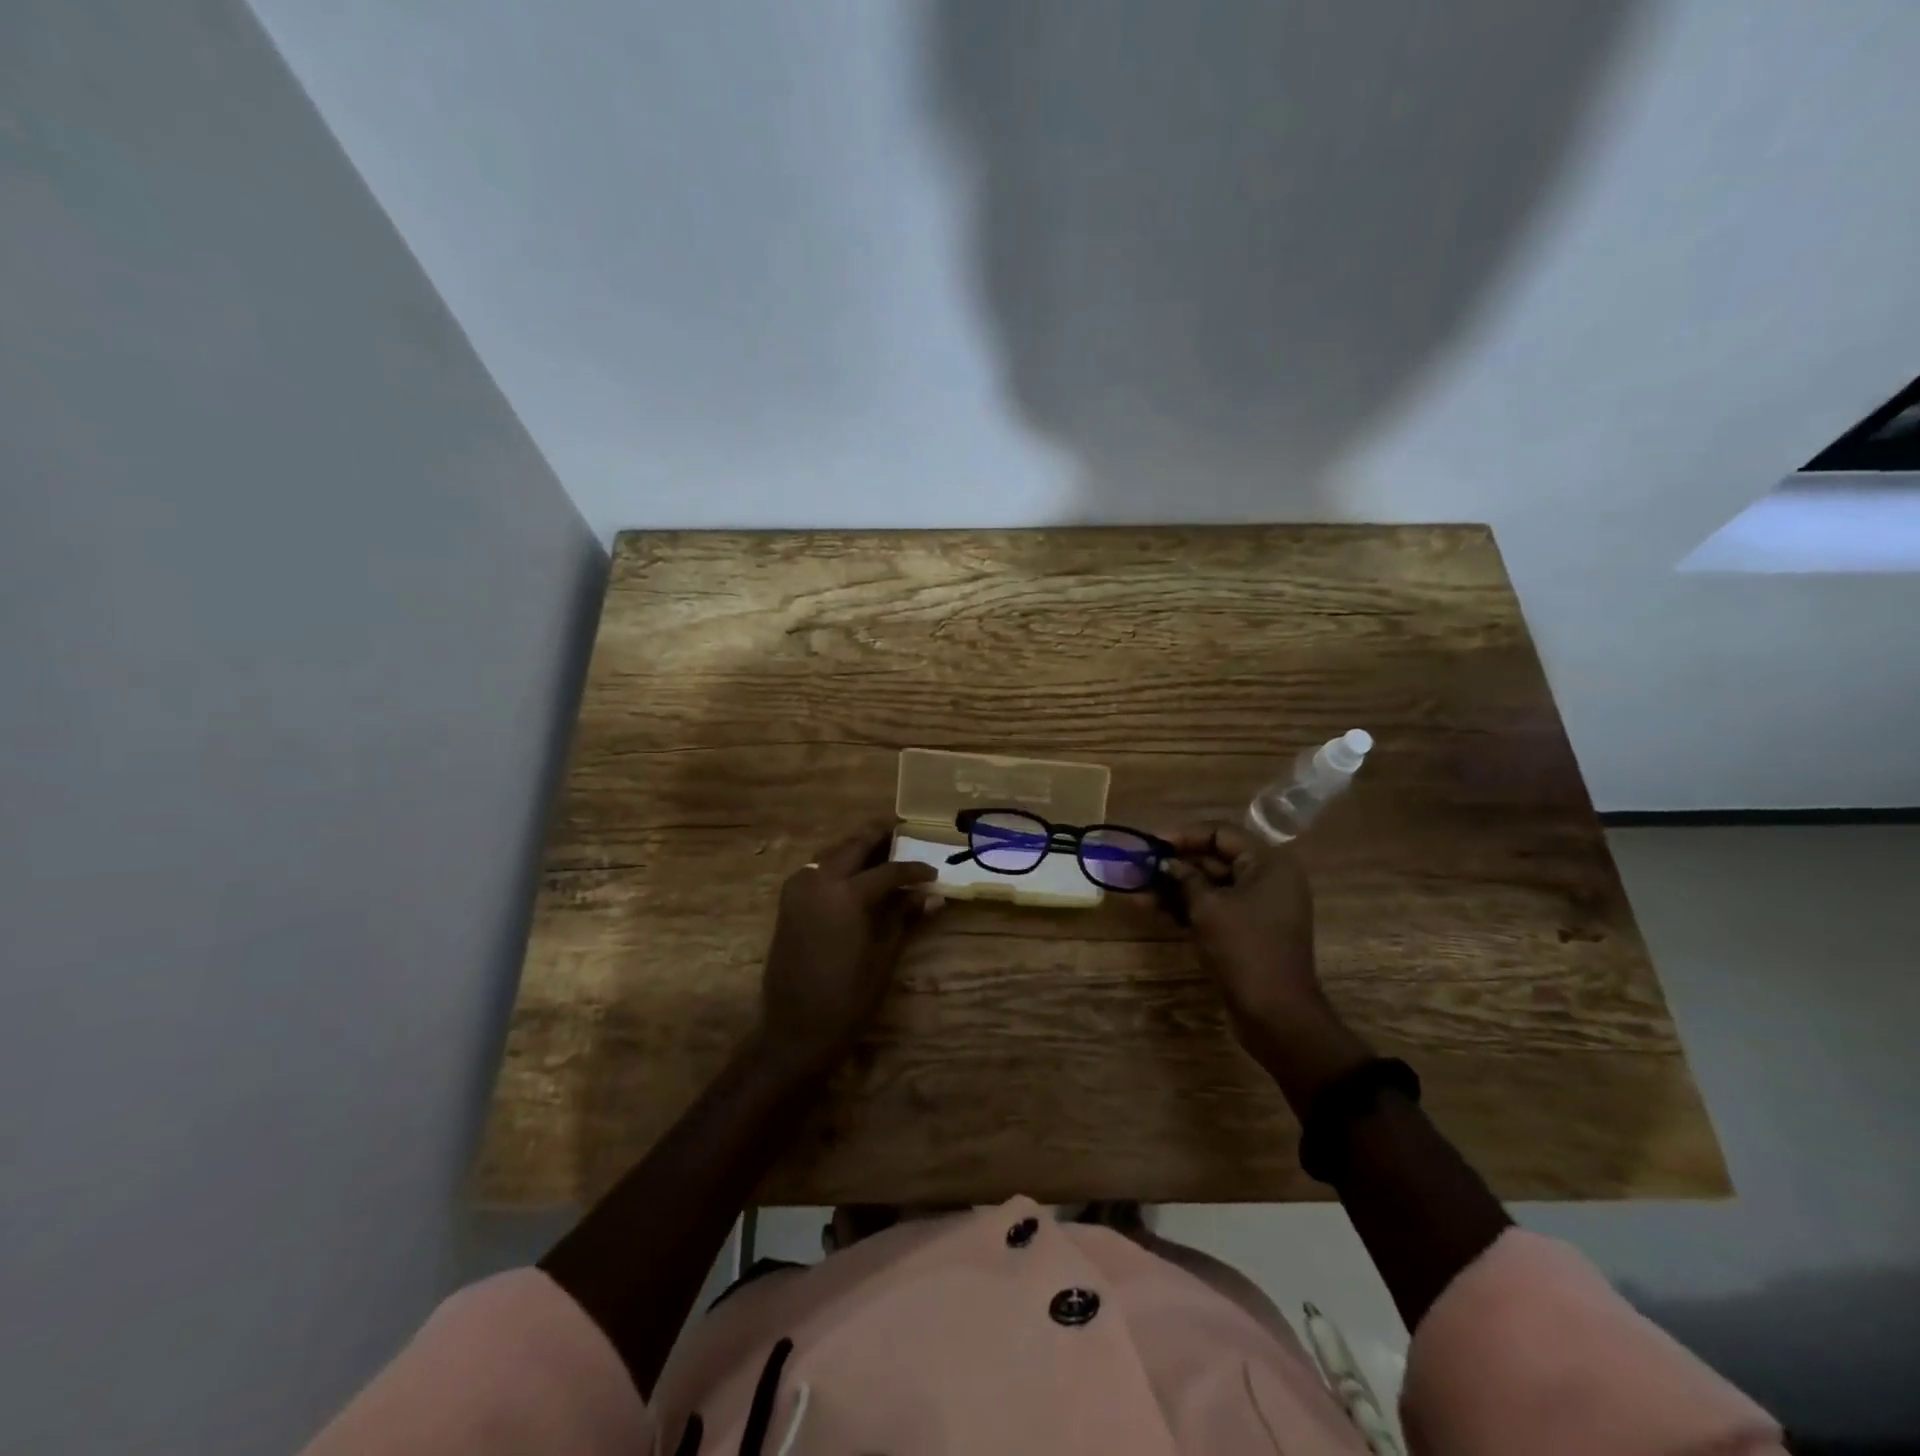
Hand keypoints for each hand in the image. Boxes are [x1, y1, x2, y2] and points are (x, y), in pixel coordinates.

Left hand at [757, 821, 938, 1074]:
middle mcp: (819, 881)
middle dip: (879, 837)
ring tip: (880, 849)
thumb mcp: (884, 955)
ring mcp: (798, 889)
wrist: (796, 1029)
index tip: (933, 873)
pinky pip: (815, 869)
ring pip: (831, 853)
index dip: (913, 870)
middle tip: (902, 831)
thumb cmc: (848, 997)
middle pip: (854, 846)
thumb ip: (904, 917)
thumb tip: (933, 897)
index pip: (888, 870)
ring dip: (855, 847)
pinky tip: (852, 873)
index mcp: (847, 893)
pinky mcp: (788, 902)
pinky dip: (835, 863)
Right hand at [1161, 824, 1369, 1104]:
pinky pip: (1215, 908)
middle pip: (1215, 859)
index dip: (1184, 835)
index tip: (1151, 844)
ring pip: (1211, 886)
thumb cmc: (1243, 949)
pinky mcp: (1248, 931)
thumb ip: (1185, 878)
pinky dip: (1187, 907)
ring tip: (1138, 891)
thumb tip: (1167, 865)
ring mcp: (1259, 907)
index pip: (1221, 833)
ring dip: (1175, 887)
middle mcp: (1268, 879)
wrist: (1275, 1013)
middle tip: (1139, 868)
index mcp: (1269, 864)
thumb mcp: (1208, 907)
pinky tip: (1154, 909)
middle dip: (1175, 864)